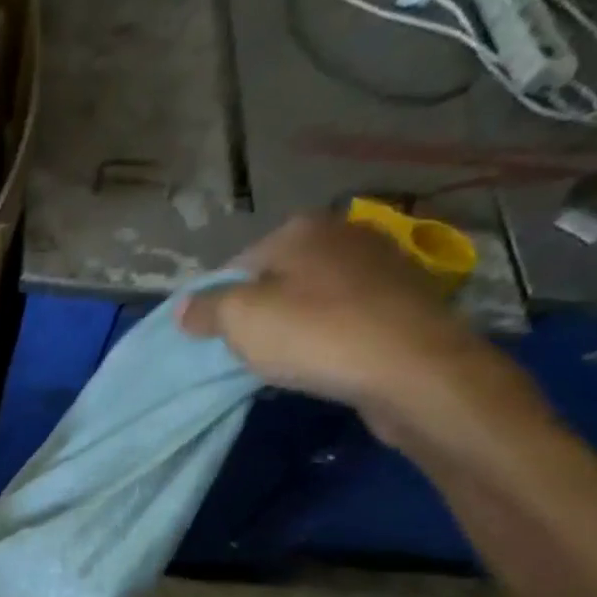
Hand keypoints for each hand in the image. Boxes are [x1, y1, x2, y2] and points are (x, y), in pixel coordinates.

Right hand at [178, 212, 530, 439]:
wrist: (412, 369)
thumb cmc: (315, 334)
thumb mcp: (240, 320)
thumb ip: (206, 310)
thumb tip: (183, 308)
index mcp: (301, 228)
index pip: (237, 264)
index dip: (218, 302)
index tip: (213, 337)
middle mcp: (345, 234)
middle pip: (278, 278)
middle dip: (260, 311)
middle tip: (248, 351)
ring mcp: (382, 265)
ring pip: (315, 297)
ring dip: (296, 325)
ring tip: (286, 361)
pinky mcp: (405, 301)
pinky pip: (347, 316)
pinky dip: (330, 336)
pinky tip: (325, 362)